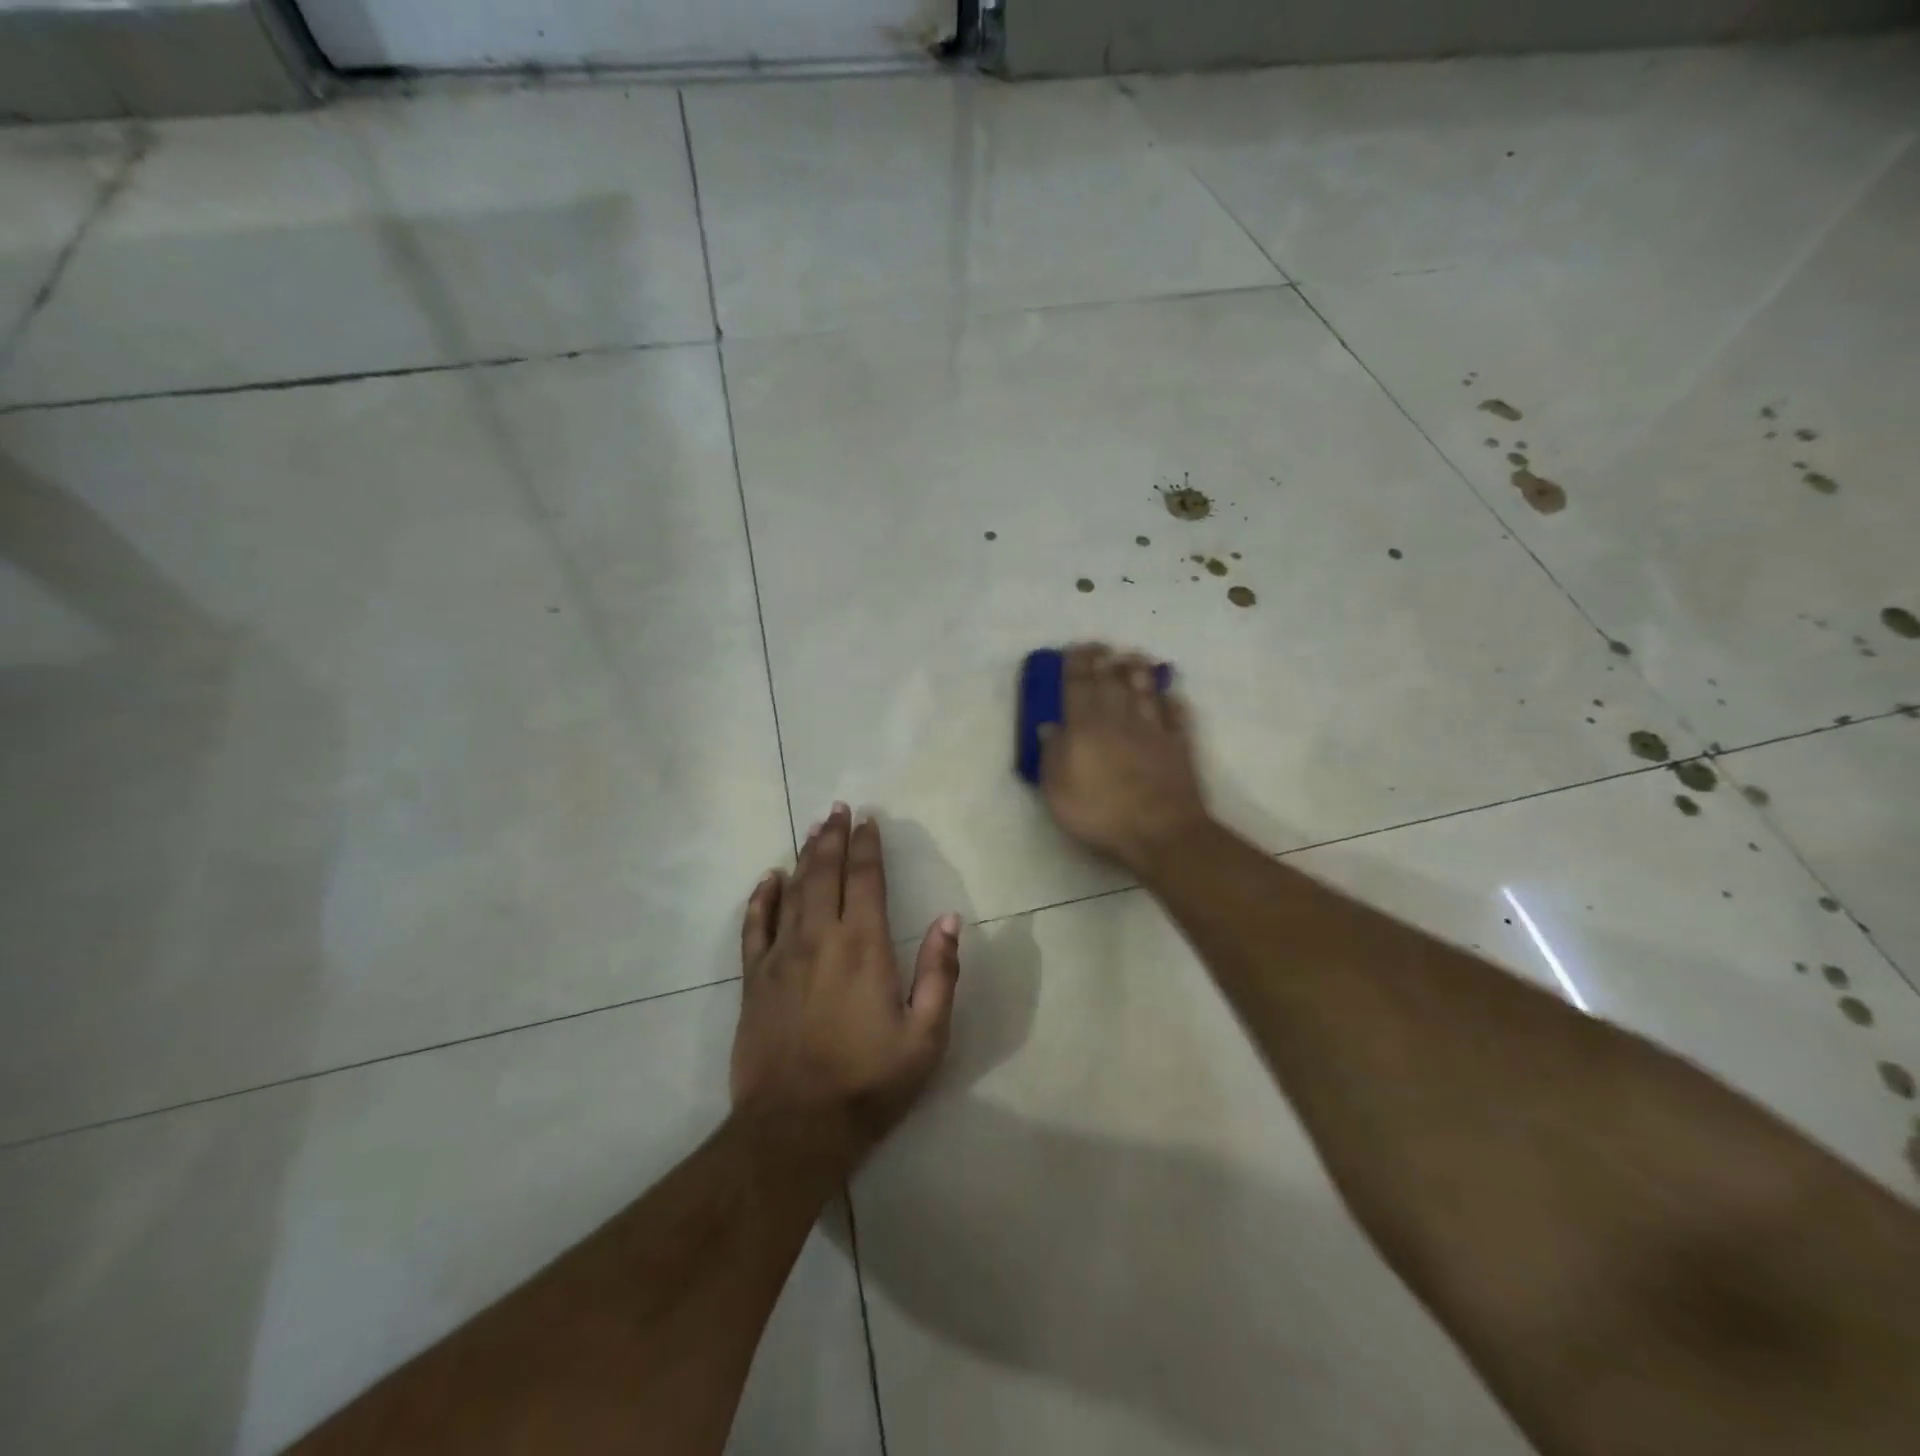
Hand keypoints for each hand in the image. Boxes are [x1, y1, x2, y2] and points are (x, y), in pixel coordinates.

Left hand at [732, 804, 960, 1168]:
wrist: (795, 1127)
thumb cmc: (869, 1082)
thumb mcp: (925, 1036)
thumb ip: (939, 973)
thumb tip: (949, 919)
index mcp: (863, 947)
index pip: (865, 880)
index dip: (867, 847)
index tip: (868, 821)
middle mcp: (820, 938)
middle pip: (825, 874)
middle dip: (833, 838)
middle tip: (837, 810)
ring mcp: (782, 957)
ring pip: (793, 891)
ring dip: (804, 857)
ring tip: (813, 829)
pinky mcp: (755, 980)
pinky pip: (756, 926)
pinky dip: (762, 898)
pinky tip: (768, 879)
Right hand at [1039, 643, 1210, 874]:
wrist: (1160, 832)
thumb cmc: (1100, 813)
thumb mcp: (1058, 790)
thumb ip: (1052, 754)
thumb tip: (1049, 726)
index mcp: (1085, 728)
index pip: (1078, 686)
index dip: (1077, 664)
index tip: (1076, 648)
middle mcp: (1119, 720)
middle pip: (1112, 682)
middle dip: (1105, 661)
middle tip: (1102, 646)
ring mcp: (1153, 731)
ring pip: (1145, 692)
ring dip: (1139, 672)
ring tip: (1134, 657)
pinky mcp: (1178, 746)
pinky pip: (1176, 717)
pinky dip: (1173, 704)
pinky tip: (1172, 697)